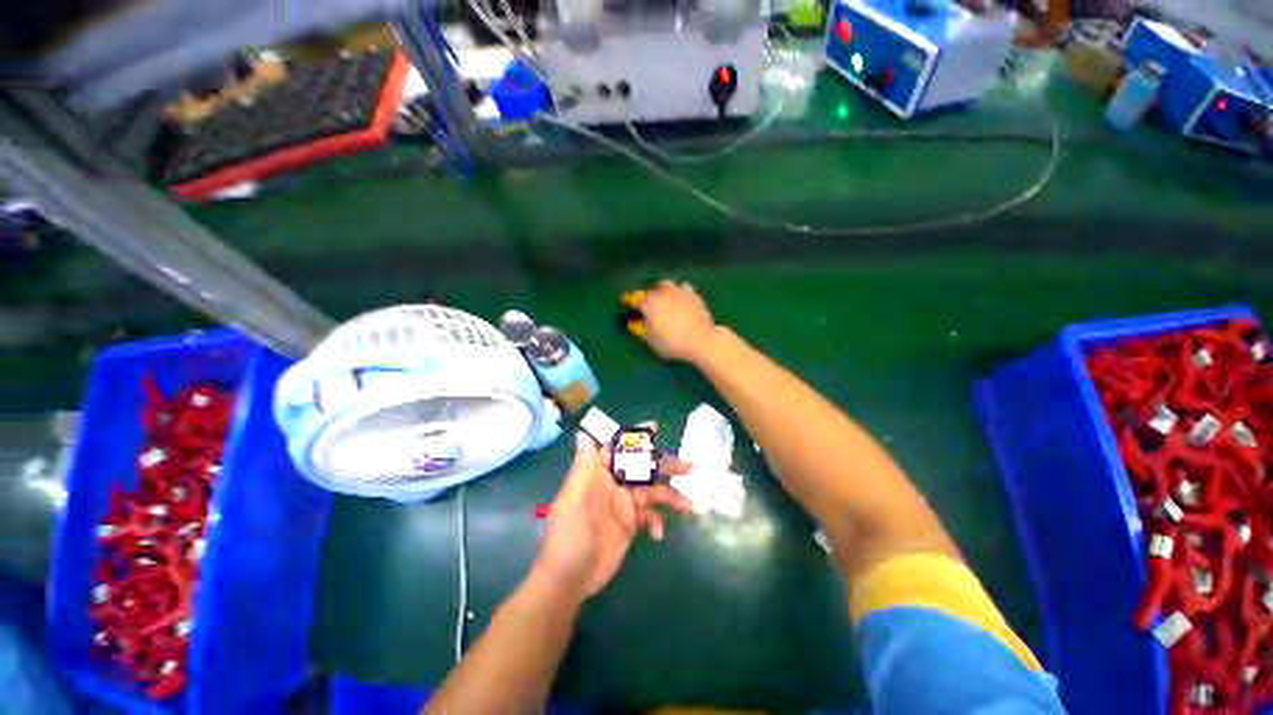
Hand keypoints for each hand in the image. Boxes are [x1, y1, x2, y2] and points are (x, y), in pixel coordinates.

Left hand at [532, 433, 691, 599]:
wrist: (570, 581)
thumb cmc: (571, 535)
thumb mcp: (574, 498)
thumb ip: (584, 466)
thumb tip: (583, 434)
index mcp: (598, 473)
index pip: (620, 448)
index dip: (637, 437)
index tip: (656, 428)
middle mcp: (613, 484)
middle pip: (643, 468)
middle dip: (665, 465)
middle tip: (690, 466)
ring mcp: (624, 505)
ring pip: (652, 491)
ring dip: (671, 495)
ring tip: (689, 505)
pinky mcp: (630, 524)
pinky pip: (650, 516)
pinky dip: (657, 521)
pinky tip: (657, 534)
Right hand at [637, 280, 718, 362]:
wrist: (701, 340)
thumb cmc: (674, 344)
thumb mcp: (653, 341)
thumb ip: (641, 330)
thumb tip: (633, 324)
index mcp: (649, 305)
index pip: (635, 299)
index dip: (631, 302)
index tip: (629, 304)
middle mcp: (663, 294)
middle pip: (652, 290)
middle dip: (649, 296)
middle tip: (649, 305)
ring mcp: (678, 292)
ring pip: (667, 285)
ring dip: (664, 290)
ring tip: (665, 300)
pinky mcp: (693, 294)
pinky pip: (683, 288)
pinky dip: (680, 292)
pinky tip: (681, 300)